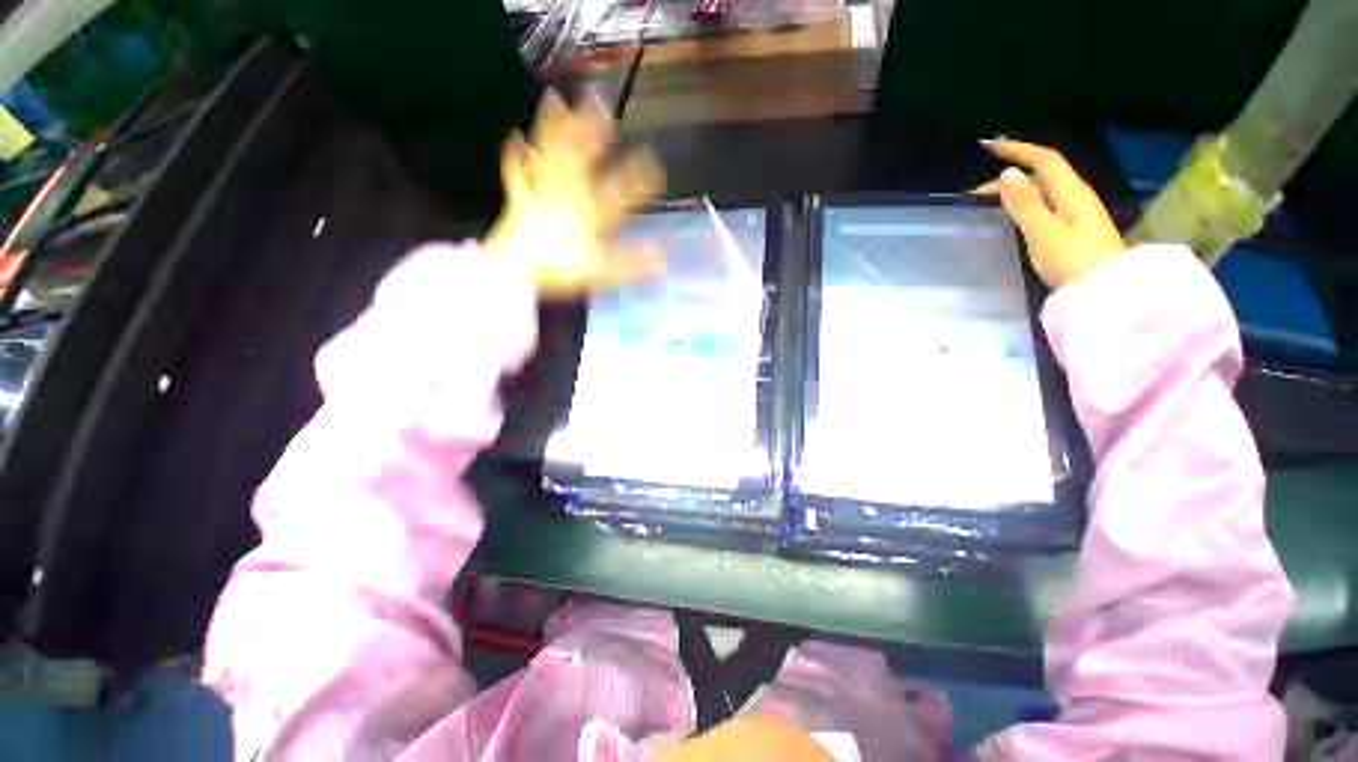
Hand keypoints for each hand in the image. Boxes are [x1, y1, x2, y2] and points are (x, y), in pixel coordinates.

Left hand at [485, 90, 665, 296]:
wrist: (516, 270)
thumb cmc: (561, 269)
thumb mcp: (603, 270)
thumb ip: (632, 263)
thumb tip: (662, 258)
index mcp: (590, 211)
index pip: (620, 189)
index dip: (640, 176)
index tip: (654, 161)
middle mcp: (567, 194)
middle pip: (581, 157)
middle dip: (593, 132)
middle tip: (603, 107)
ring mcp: (541, 193)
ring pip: (549, 154)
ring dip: (552, 127)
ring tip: (554, 99)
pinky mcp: (519, 200)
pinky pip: (516, 173)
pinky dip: (515, 155)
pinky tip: (514, 138)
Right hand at [974, 138, 1124, 288]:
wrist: (1105, 292)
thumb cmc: (1073, 261)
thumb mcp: (1043, 232)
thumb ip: (1024, 203)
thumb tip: (1007, 172)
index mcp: (1070, 192)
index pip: (1044, 159)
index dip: (1018, 149)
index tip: (989, 146)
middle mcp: (1075, 196)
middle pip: (1042, 174)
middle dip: (1010, 173)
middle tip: (976, 191)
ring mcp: (1077, 214)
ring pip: (1043, 190)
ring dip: (1016, 190)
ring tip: (989, 201)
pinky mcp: (1074, 230)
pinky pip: (1045, 205)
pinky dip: (1025, 203)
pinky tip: (1013, 214)